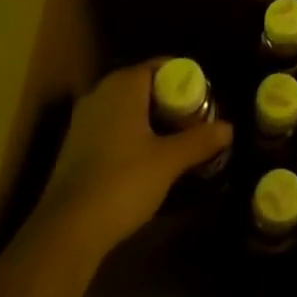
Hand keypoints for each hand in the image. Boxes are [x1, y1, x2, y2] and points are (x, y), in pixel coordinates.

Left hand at [30, 60, 232, 261]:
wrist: (67, 230)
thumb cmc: (123, 181)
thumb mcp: (169, 161)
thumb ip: (200, 141)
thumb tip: (229, 128)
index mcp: (123, 84)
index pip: (161, 66)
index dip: (186, 80)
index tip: (206, 101)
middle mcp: (101, 93)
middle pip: (144, 86)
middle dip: (170, 102)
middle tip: (195, 122)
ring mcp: (83, 120)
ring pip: (127, 108)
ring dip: (151, 121)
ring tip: (175, 142)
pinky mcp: (74, 146)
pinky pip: (112, 127)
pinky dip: (131, 135)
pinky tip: (146, 160)